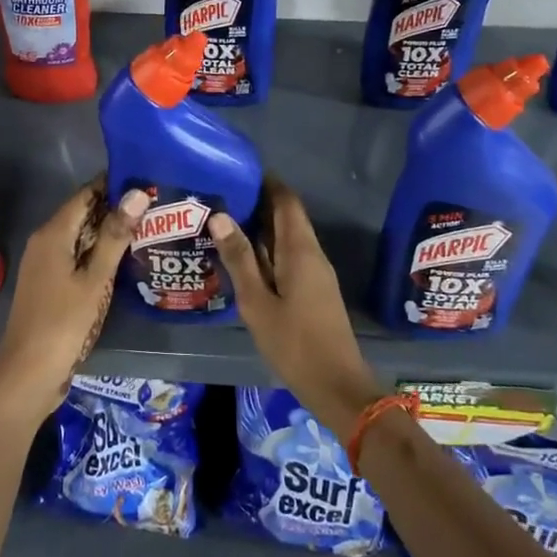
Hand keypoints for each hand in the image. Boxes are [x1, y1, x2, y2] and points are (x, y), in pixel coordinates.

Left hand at [0, 179, 147, 420]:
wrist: (27, 374)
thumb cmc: (63, 323)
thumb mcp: (95, 279)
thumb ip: (116, 235)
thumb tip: (138, 192)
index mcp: (53, 233)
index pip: (86, 194)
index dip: (114, 185)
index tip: (147, 179)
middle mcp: (45, 241)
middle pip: (83, 213)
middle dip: (116, 208)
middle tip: (157, 205)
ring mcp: (45, 263)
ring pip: (81, 236)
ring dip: (110, 232)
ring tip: (149, 227)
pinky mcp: (49, 283)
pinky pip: (77, 256)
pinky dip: (99, 253)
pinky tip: (125, 260)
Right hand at [210, 181, 385, 441]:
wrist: (336, 384)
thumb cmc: (294, 342)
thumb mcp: (257, 302)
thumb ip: (239, 259)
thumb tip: (220, 215)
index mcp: (300, 250)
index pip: (286, 200)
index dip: (266, 182)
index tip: (237, 172)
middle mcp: (312, 253)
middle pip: (287, 216)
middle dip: (258, 203)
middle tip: (221, 196)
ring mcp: (316, 272)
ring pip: (288, 237)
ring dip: (261, 227)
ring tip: (224, 222)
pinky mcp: (314, 289)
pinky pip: (290, 256)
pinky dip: (268, 249)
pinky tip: (244, 258)